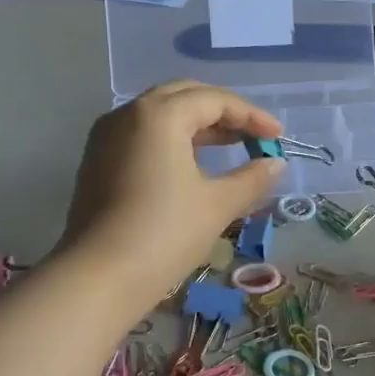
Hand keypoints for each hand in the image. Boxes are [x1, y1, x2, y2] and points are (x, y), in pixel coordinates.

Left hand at [59, 82, 285, 311]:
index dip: (251, 116)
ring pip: (159, 116)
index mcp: (159, 115)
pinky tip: (190, 166)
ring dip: (196, 126)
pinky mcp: (96, 162)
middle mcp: (128, 114)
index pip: (213, 100)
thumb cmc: (164, 234)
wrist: (98, 278)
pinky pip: (141, 136)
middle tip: (252, 135)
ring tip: (228, 147)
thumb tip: (275, 164)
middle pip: (183, 97)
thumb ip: (251, 178)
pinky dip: (171, 141)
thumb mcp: (217, 205)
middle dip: (222, 112)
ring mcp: (106, 138)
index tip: (278, 138)